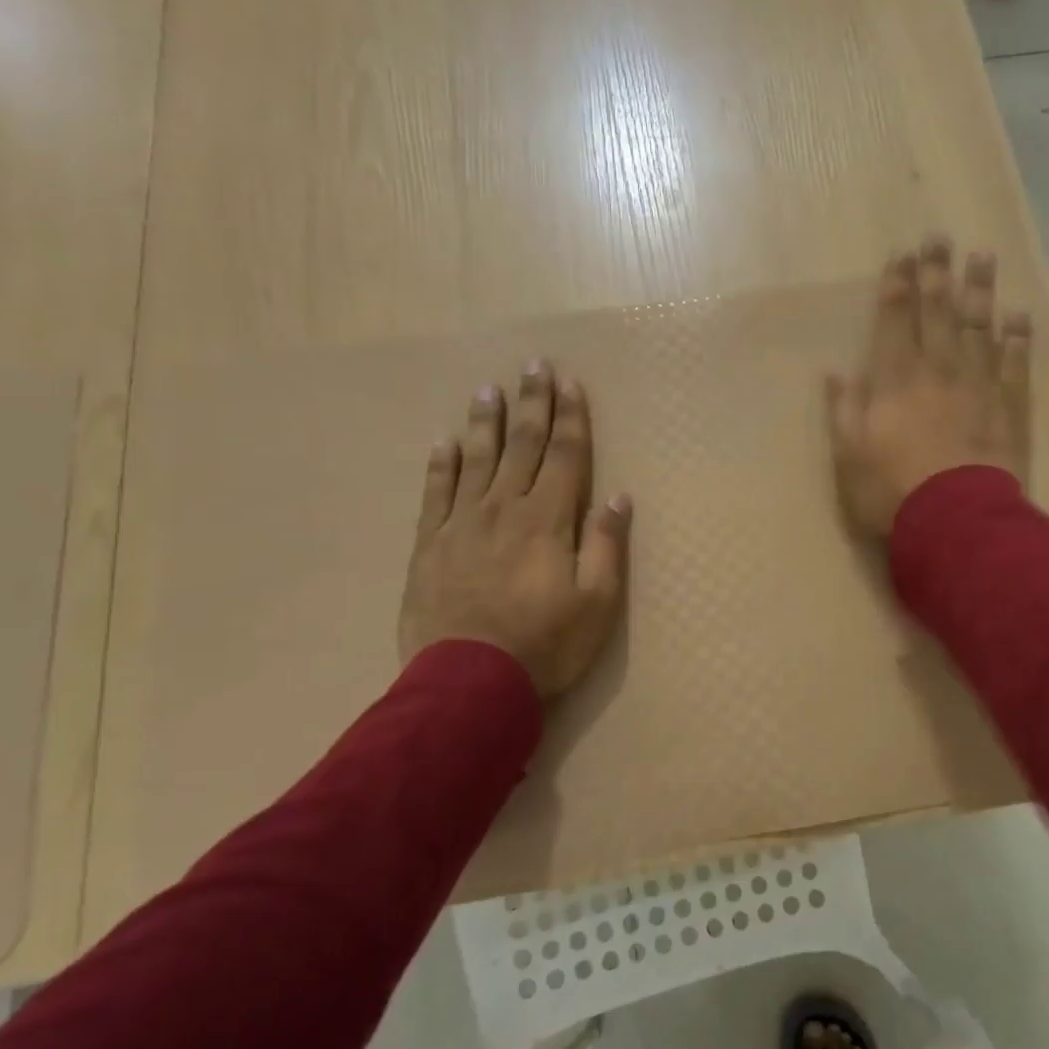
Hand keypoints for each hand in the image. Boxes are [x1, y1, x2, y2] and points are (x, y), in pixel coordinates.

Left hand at [398, 361, 630, 697]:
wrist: (469, 682)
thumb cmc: (545, 645)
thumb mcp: (596, 603)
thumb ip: (605, 546)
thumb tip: (618, 497)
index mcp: (548, 520)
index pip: (565, 456)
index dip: (570, 418)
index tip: (570, 383)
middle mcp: (505, 509)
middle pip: (522, 447)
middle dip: (532, 405)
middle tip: (533, 366)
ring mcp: (462, 524)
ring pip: (477, 461)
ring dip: (487, 423)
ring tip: (489, 390)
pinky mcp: (430, 546)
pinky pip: (436, 494)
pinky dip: (441, 465)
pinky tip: (444, 442)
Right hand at [825, 239, 1031, 538]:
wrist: (957, 521)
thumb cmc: (892, 492)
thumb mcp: (848, 456)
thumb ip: (844, 410)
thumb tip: (836, 372)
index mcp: (895, 380)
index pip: (894, 321)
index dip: (896, 286)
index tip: (901, 255)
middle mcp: (938, 370)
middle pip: (937, 312)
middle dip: (936, 273)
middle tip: (939, 237)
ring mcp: (978, 386)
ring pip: (978, 327)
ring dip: (979, 290)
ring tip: (982, 256)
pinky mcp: (1009, 407)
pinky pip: (1015, 363)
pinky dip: (1017, 338)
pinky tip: (1018, 315)